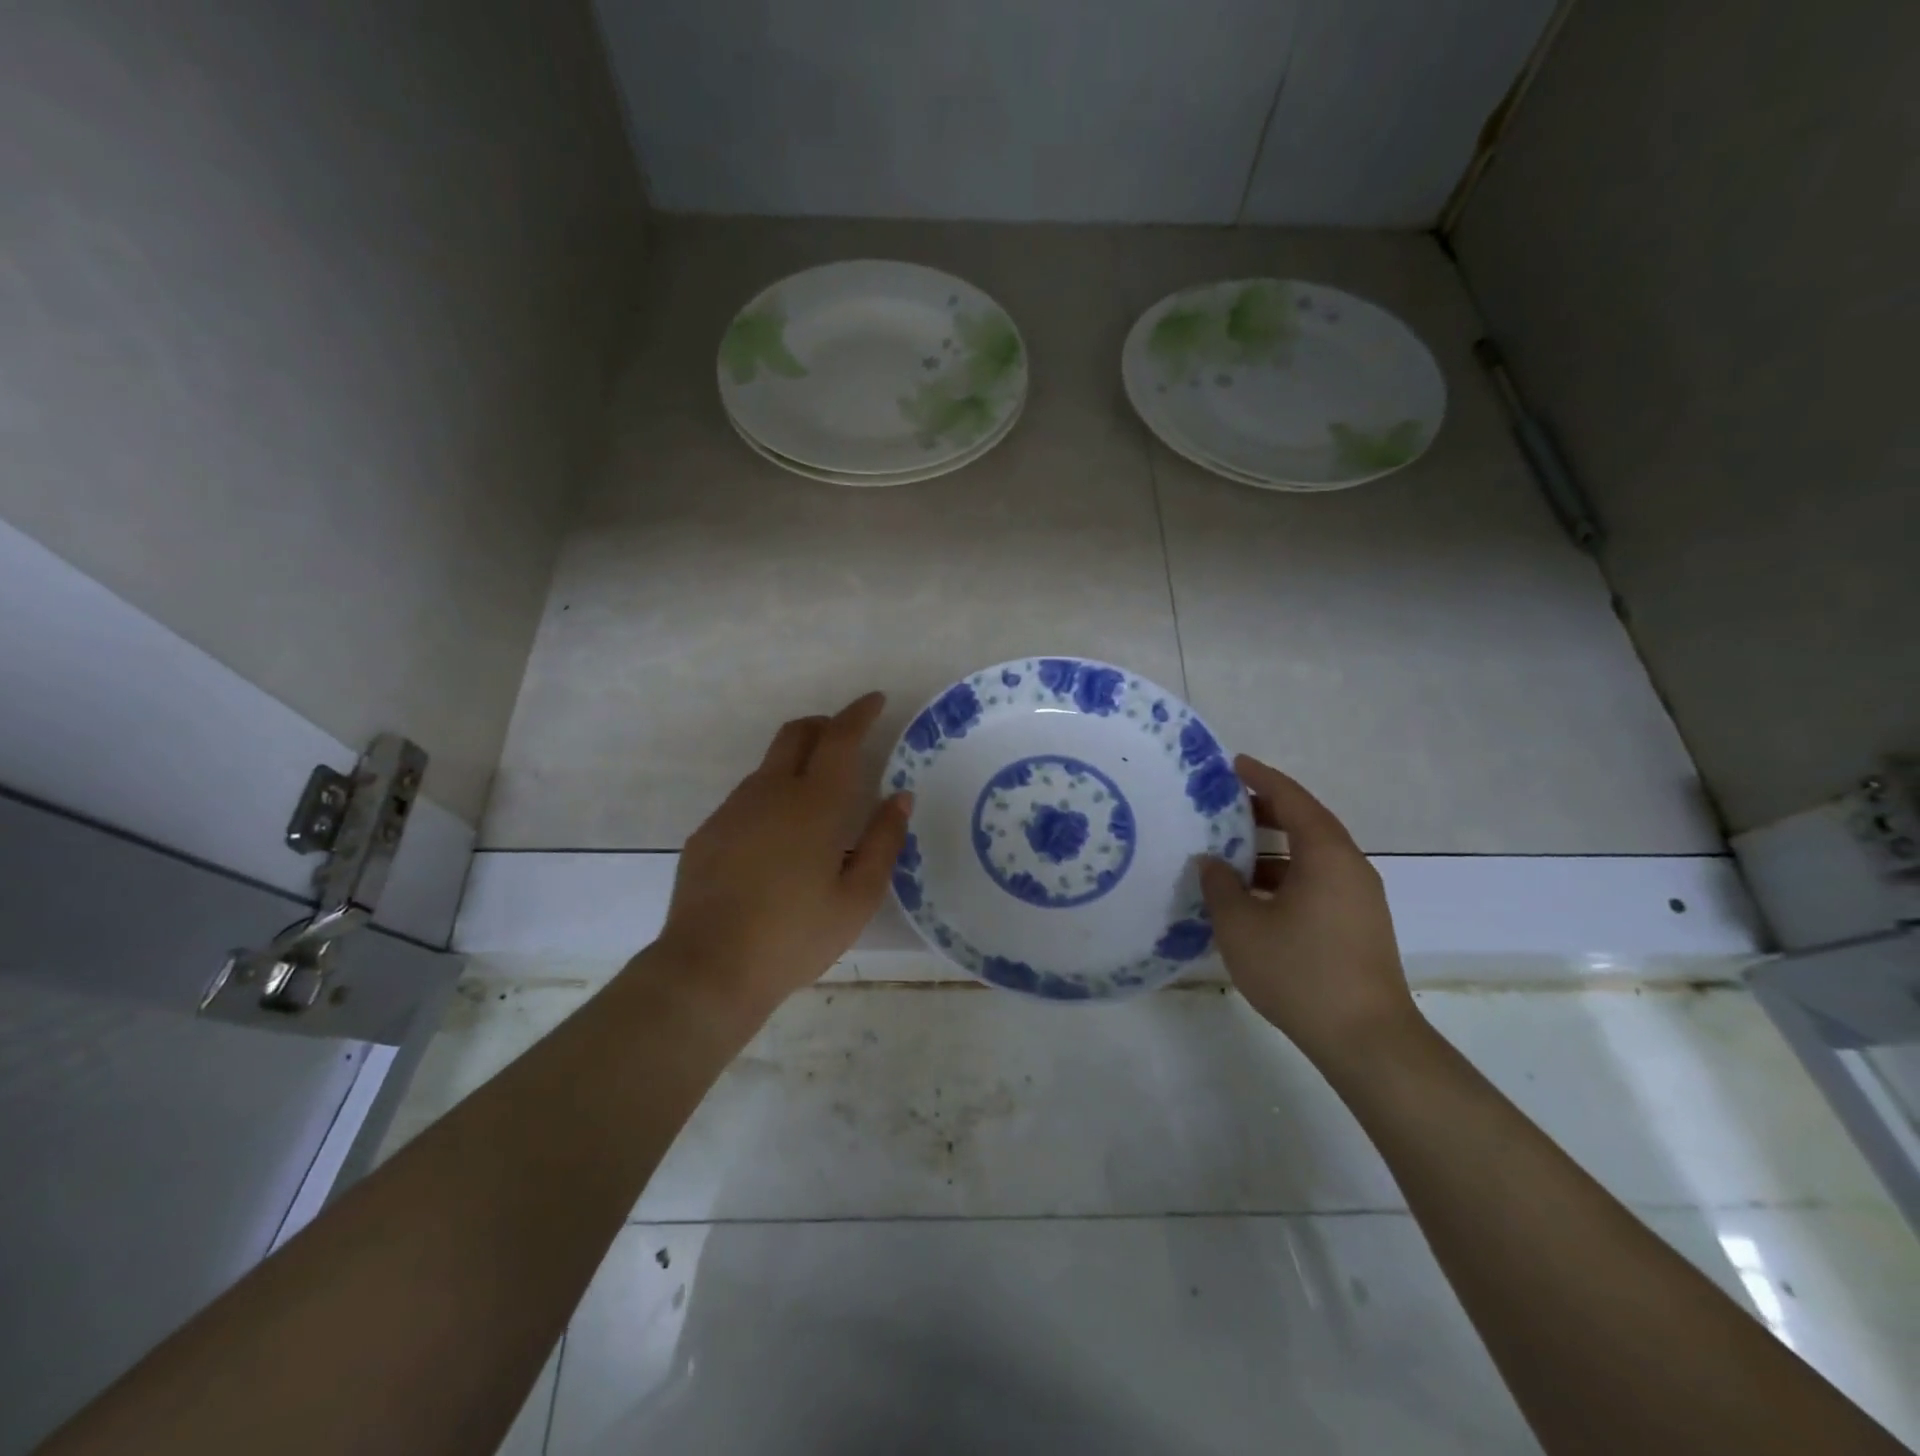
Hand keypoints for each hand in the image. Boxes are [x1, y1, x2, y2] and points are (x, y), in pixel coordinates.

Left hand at [654, 692, 910, 1018]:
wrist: (709, 968)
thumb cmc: (795, 935)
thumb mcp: (858, 897)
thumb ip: (884, 841)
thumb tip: (900, 798)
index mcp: (814, 803)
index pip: (840, 738)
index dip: (859, 713)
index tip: (876, 700)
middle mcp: (770, 792)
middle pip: (796, 733)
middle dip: (824, 725)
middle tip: (846, 740)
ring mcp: (733, 810)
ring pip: (769, 766)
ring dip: (797, 763)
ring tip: (816, 802)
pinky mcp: (708, 832)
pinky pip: (747, 798)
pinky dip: (771, 797)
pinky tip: (777, 841)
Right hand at [1199, 756, 1420, 1070]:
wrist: (1366, 1039)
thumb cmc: (1299, 972)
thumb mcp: (1241, 926)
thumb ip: (1220, 886)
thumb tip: (1212, 862)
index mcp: (1326, 855)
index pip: (1292, 799)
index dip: (1262, 778)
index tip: (1234, 764)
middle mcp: (1349, 867)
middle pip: (1306, 823)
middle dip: (1266, 811)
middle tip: (1225, 807)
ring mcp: (1359, 898)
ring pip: (1311, 856)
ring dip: (1273, 849)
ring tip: (1231, 853)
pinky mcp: (1359, 925)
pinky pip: (1318, 882)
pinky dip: (1286, 876)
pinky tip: (1254, 897)